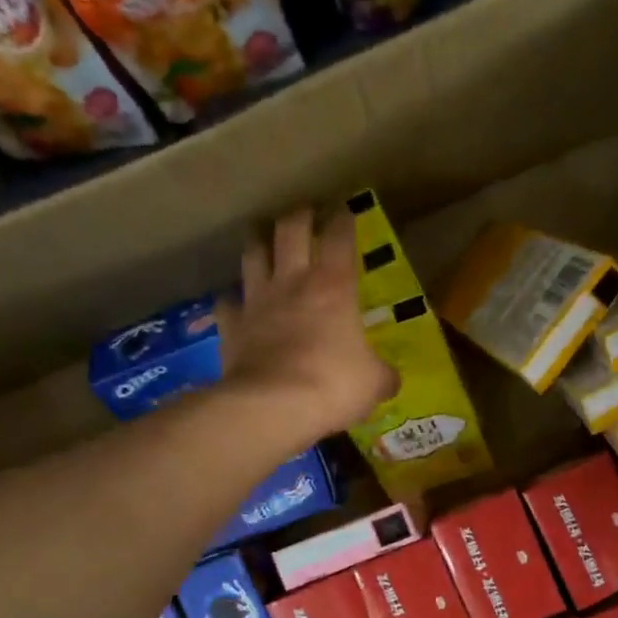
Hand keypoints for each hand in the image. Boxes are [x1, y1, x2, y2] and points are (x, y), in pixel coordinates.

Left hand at [219, 207, 396, 433]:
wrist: (274, 406)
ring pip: (253, 254)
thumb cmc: (333, 385)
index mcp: (334, 288)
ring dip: (258, 242)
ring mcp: (257, 302)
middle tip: (305, 214)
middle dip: (300, 217)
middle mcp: (292, 283)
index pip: (339, 239)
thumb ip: (382, 375)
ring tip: (263, 239)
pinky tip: (236, 302)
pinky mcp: (231, 326)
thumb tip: (390, 380)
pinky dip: (232, 299)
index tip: (346, 211)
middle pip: (290, 230)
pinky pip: (227, 303)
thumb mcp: (373, 383)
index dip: (344, 221)